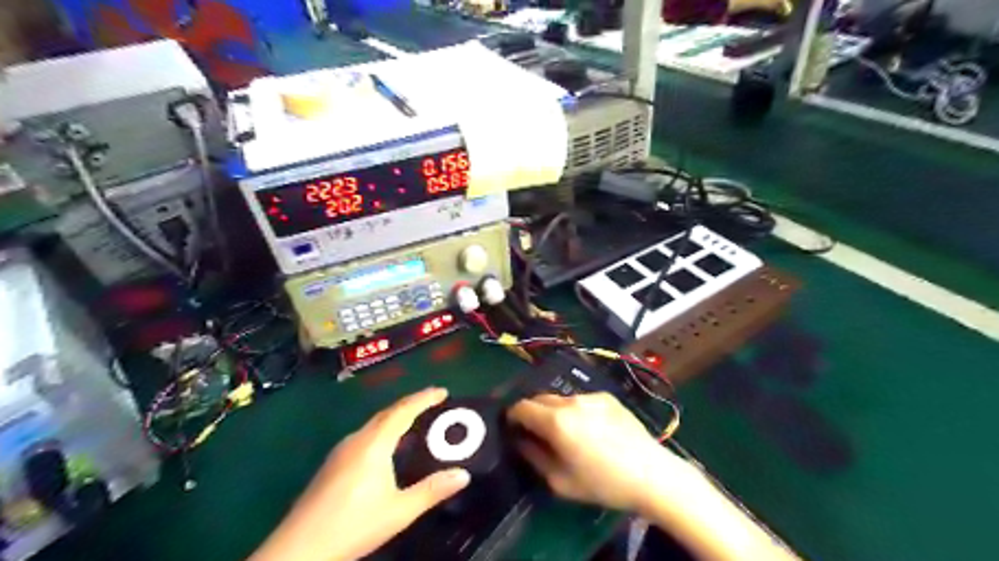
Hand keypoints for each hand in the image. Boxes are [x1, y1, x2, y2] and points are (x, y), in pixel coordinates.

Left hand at [250, 388, 469, 560]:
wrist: (298, 550)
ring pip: (374, 424)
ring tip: (415, 422)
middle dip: (412, 404)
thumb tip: (463, 475)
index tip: (443, 391)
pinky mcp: (332, 463)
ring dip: (396, 417)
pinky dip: (383, 431)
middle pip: (387, 413)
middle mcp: (356, 439)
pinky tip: (387, 448)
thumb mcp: (399, 511)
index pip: (403, 410)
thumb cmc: (353, 526)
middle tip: (433, 403)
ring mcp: (341, 450)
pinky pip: (365, 435)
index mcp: (374, 444)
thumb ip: (432, 491)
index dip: (424, 398)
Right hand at [511, 393, 681, 514]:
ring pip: (561, 399)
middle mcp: (571, 401)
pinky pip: (581, 400)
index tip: (512, 428)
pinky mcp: (608, 397)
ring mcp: (591, 396)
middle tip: (536, 433)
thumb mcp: (560, 481)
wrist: (651, 474)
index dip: (512, 417)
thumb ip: (534, 456)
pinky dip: (576, 410)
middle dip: (532, 413)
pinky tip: (590, 429)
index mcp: (556, 421)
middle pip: (540, 398)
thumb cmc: (603, 483)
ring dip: (554, 411)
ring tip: (566, 433)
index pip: (522, 407)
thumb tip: (521, 441)